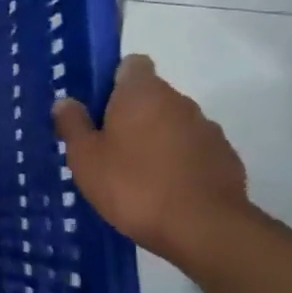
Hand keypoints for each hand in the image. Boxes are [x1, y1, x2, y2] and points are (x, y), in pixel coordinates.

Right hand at [52, 55, 250, 264]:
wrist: (204, 228)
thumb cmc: (133, 185)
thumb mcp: (85, 157)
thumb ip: (73, 124)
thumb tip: (66, 102)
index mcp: (142, 93)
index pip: (131, 64)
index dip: (113, 80)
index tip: (98, 107)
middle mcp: (179, 101)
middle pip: (151, 96)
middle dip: (130, 114)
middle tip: (107, 147)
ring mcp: (207, 129)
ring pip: (172, 123)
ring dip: (155, 138)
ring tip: (135, 174)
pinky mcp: (225, 158)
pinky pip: (193, 149)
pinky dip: (178, 161)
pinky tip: (164, 190)